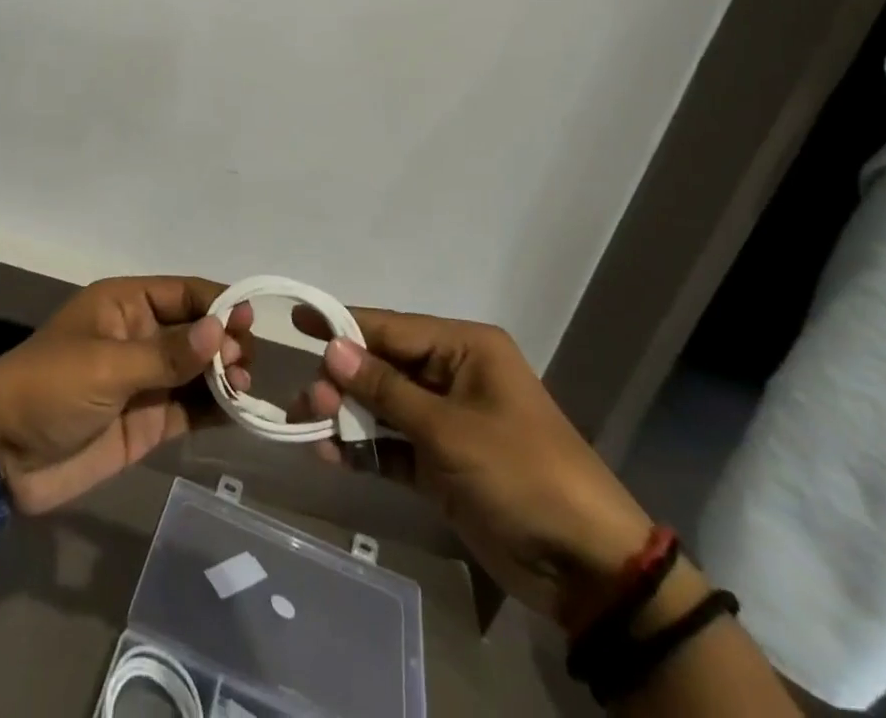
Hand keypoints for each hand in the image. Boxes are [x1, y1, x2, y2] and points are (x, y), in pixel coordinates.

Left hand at [0, 277, 253, 515]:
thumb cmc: (49, 389)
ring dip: (225, 375)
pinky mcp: (149, 421)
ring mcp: (147, 380)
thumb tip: (221, 329)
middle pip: (197, 330)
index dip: (219, 302)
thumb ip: (166, 353)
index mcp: (126, 304)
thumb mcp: (106, 365)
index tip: (250, 321)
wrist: (2, 457)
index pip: (184, 293)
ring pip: (199, 370)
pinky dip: (216, 409)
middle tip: (242, 364)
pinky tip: (241, 413)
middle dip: (225, 341)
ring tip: (244, 388)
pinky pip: (191, 408)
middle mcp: (141, 336)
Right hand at [294, 306, 652, 622]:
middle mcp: (453, 375)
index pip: (391, 328)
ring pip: (383, 406)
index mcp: (464, 349)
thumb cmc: (521, 473)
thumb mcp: (449, 429)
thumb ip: (386, 389)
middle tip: (306, 398)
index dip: (343, 323)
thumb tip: (333, 348)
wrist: (587, 568)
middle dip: (342, 380)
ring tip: (309, 426)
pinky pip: (393, 445)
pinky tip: (331, 456)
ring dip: (347, 415)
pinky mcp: (442, 463)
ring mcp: (447, 421)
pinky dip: (365, 449)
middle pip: (383, 366)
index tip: (297, 318)